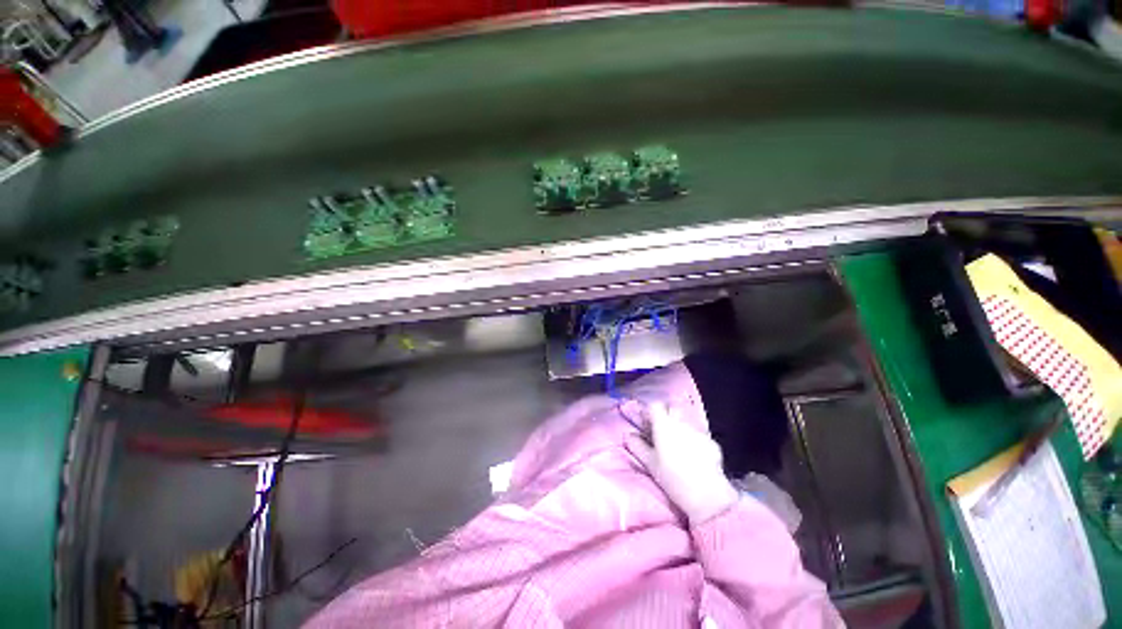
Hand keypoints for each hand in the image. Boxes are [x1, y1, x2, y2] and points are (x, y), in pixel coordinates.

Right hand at [625, 402, 738, 524]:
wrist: (706, 494)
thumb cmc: (672, 477)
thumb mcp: (650, 463)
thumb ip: (637, 446)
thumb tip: (628, 435)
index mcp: (664, 424)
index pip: (654, 405)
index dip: (649, 412)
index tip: (645, 423)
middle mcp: (681, 422)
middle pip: (672, 408)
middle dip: (665, 415)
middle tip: (660, 431)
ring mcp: (698, 431)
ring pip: (685, 421)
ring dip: (679, 427)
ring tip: (677, 445)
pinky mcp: (711, 442)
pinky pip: (698, 434)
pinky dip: (693, 440)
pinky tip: (693, 456)